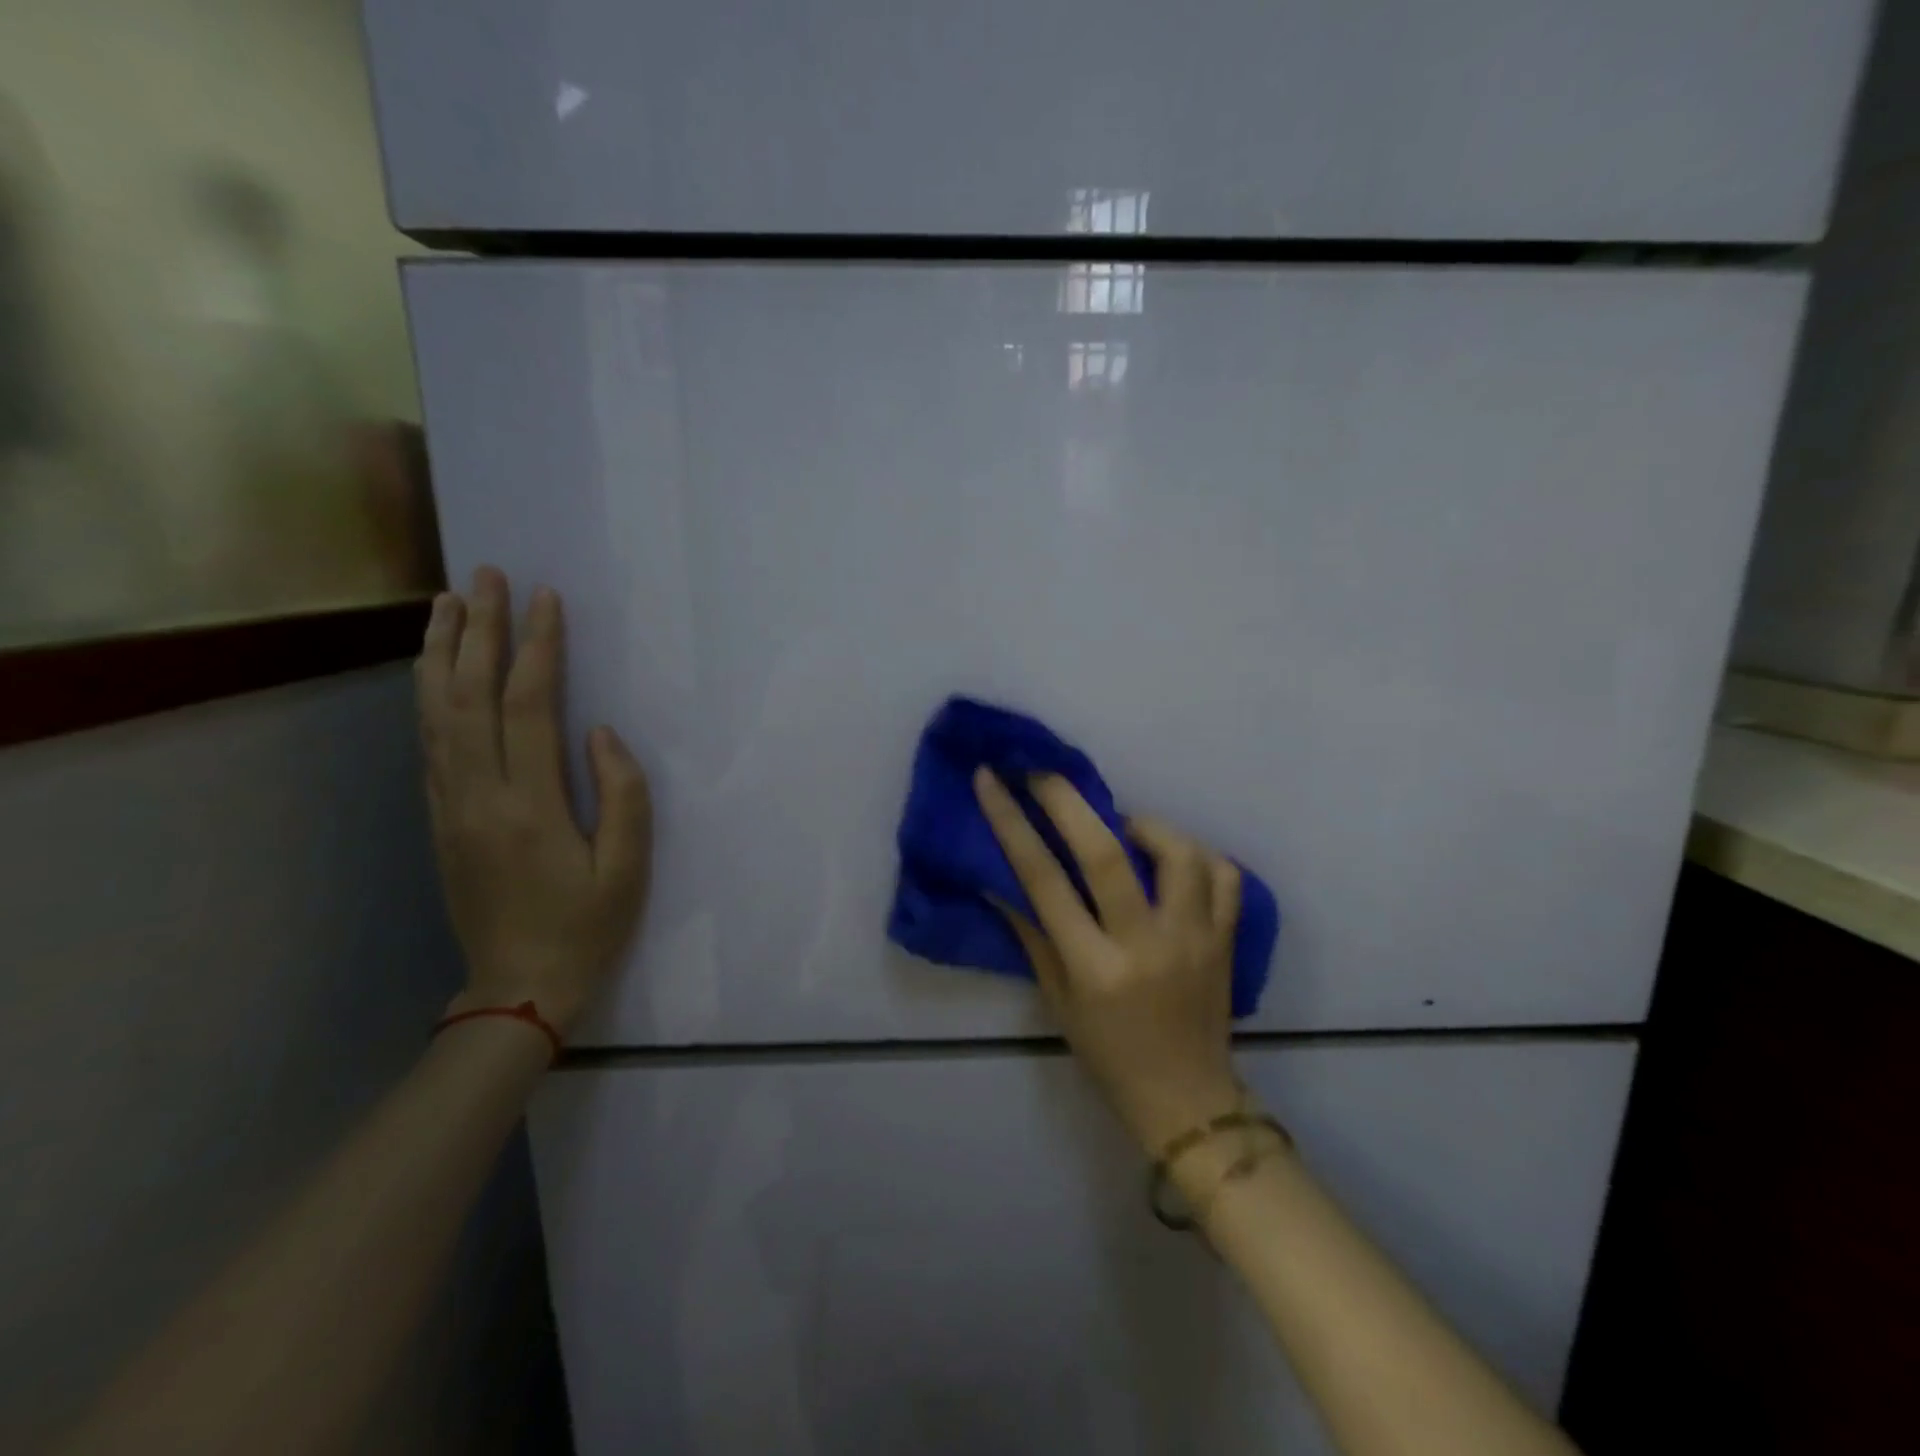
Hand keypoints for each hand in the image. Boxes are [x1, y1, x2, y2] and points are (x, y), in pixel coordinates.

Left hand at [416, 566, 651, 1036]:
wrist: (519, 987)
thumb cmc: (587, 927)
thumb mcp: (629, 868)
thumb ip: (623, 794)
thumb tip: (599, 732)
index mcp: (529, 806)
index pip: (526, 707)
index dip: (537, 648)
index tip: (545, 599)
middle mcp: (477, 796)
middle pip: (466, 695)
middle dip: (478, 630)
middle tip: (484, 576)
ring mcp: (449, 807)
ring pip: (434, 713)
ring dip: (440, 652)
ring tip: (446, 603)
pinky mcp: (440, 819)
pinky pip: (428, 743)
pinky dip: (427, 695)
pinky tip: (433, 670)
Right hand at [974, 768, 1243, 1151]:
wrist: (1186, 1099)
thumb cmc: (1108, 1055)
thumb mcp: (1057, 1000)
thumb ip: (1032, 934)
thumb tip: (1001, 878)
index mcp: (1094, 968)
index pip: (1044, 880)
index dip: (1013, 823)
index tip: (992, 779)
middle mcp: (1146, 945)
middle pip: (1107, 854)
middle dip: (1068, 800)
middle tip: (1045, 771)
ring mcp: (1195, 939)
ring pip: (1178, 853)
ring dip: (1145, 825)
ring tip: (1125, 828)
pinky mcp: (1228, 940)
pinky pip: (1224, 875)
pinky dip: (1197, 855)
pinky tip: (1173, 860)